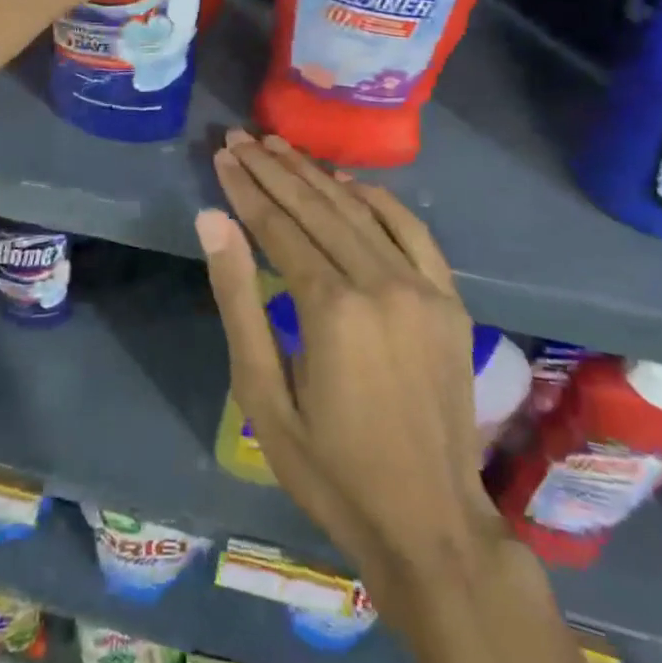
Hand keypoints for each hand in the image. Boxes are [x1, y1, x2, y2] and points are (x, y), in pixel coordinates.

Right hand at [196, 132, 499, 590]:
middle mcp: (380, 283)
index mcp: (331, 308)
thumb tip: (212, 221)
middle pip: (317, 208)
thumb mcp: (264, 394)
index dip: (246, 189)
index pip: (278, 227)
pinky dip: (379, 200)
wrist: (430, 524)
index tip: (222, 155)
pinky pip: (412, 231)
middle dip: (274, 170)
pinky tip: (349, 182)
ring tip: (280, 147)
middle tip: (240, 137)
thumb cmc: (331, 468)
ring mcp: (422, 288)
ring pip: (359, 211)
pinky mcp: (449, 300)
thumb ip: (237, 301)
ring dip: (316, 175)